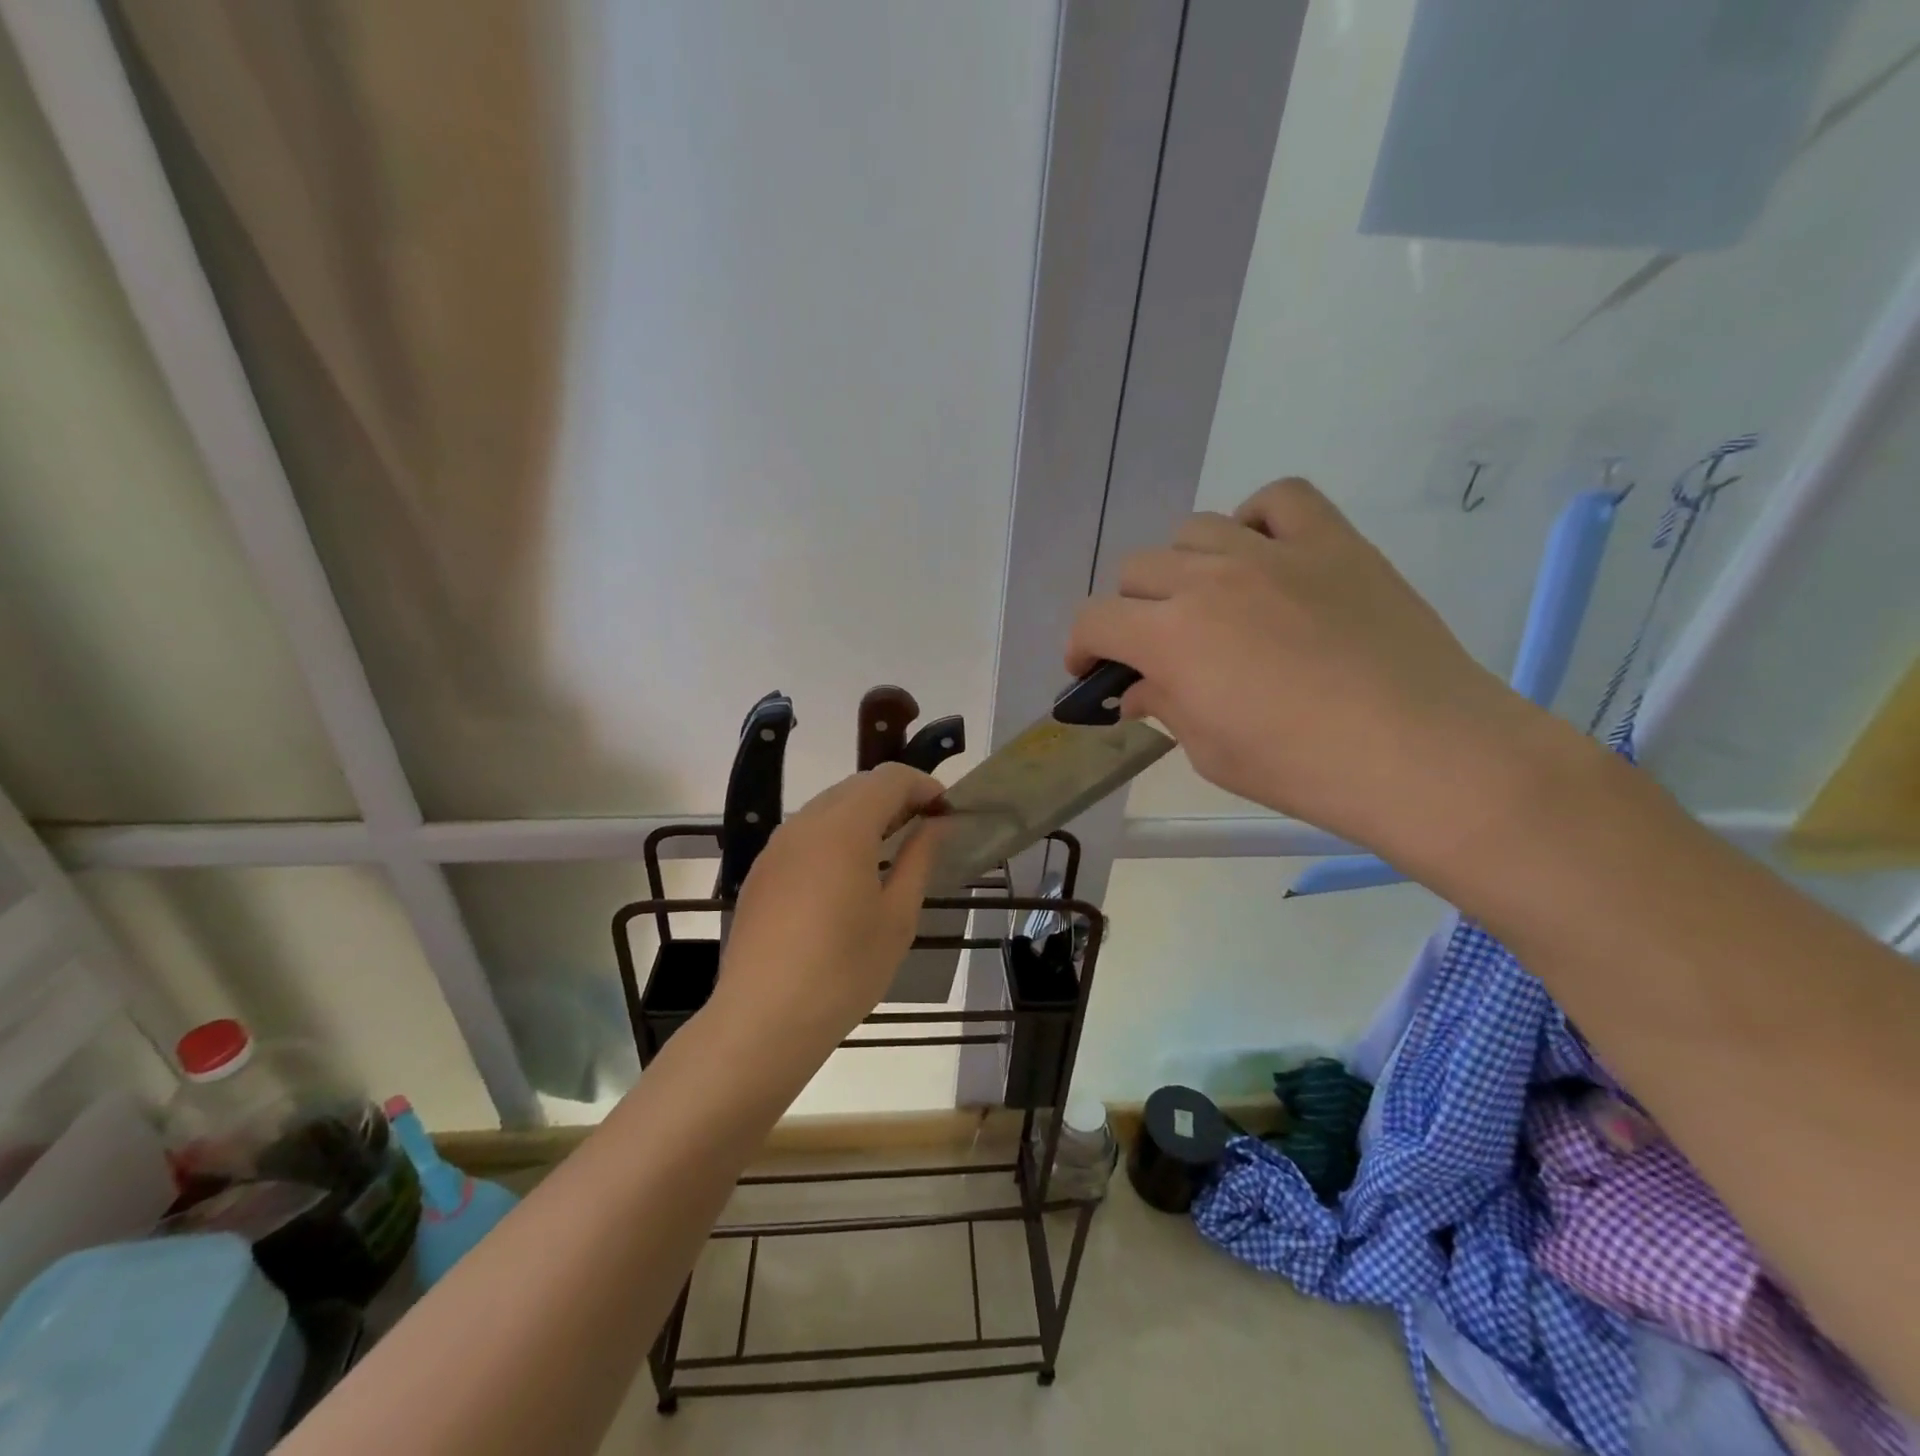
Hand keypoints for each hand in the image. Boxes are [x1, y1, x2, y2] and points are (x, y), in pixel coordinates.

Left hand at [711, 763, 944, 1058]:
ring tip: (889, 852)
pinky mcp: (761, 871)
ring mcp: (776, 846)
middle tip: (924, 830)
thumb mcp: (897, 916)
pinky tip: (847, 876)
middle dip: (895, 797)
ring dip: (864, 815)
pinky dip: (835, 836)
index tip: (946, 812)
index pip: (889, 778)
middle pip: (857, 786)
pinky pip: (805, 834)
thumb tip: (936, 824)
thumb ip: (919, 858)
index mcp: (843, 828)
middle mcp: (805, 823)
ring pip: (828, 807)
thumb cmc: (844, 970)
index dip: (923, 786)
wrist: (763, 1019)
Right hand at [1068, 478, 1552, 863]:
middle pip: (1137, 570)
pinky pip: (1279, 499)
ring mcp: (1273, 551)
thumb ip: (1163, 705)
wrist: (1422, 755)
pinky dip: (1257, 521)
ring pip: (1196, 531)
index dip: (1081, 646)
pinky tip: (1264, 557)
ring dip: (1185, 568)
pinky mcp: (1333, 541)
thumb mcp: (1210, 751)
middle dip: (1132, 612)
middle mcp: (1209, 579)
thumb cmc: (1301, 768)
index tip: (1091, 672)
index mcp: (1170, 635)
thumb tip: (1137, 688)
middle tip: (1157, 649)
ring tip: (1211, 603)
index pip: (1094, 620)